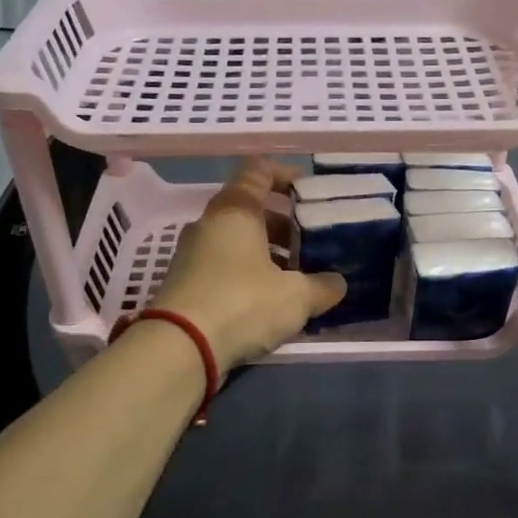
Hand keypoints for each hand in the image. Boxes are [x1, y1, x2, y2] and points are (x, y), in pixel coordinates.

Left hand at [151, 157, 346, 369]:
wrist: (180, 347)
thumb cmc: (243, 303)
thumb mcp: (296, 296)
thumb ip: (322, 286)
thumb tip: (337, 283)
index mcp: (235, 210)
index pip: (259, 171)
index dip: (287, 174)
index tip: (310, 192)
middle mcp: (209, 223)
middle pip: (250, 210)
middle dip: (284, 224)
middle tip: (311, 243)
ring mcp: (192, 253)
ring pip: (237, 241)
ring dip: (267, 252)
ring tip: (296, 277)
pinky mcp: (185, 283)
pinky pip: (224, 266)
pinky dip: (248, 274)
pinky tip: (269, 300)